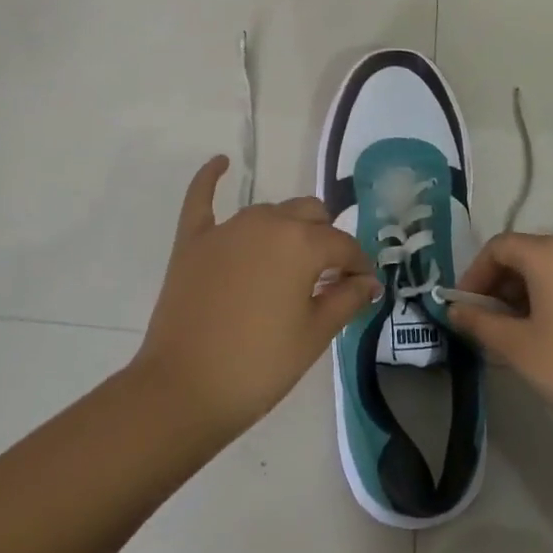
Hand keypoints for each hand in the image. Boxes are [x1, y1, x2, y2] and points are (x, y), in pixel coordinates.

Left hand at [132, 156, 381, 437]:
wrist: (183, 390)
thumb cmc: (258, 366)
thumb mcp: (313, 336)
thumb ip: (346, 299)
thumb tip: (369, 281)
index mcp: (301, 243)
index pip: (342, 245)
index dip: (358, 266)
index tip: (363, 287)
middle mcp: (267, 222)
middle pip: (310, 214)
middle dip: (325, 239)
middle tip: (326, 277)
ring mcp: (227, 228)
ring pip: (270, 212)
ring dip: (287, 228)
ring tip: (290, 262)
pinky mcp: (193, 240)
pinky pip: (202, 198)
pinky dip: (212, 178)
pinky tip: (221, 162)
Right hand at [446, 232, 552, 465]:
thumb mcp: (518, 349)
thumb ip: (480, 322)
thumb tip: (454, 309)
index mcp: (551, 253)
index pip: (499, 247)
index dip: (476, 274)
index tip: (465, 306)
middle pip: (530, 253)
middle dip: (503, 283)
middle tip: (491, 321)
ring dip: (532, 291)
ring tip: (524, 331)